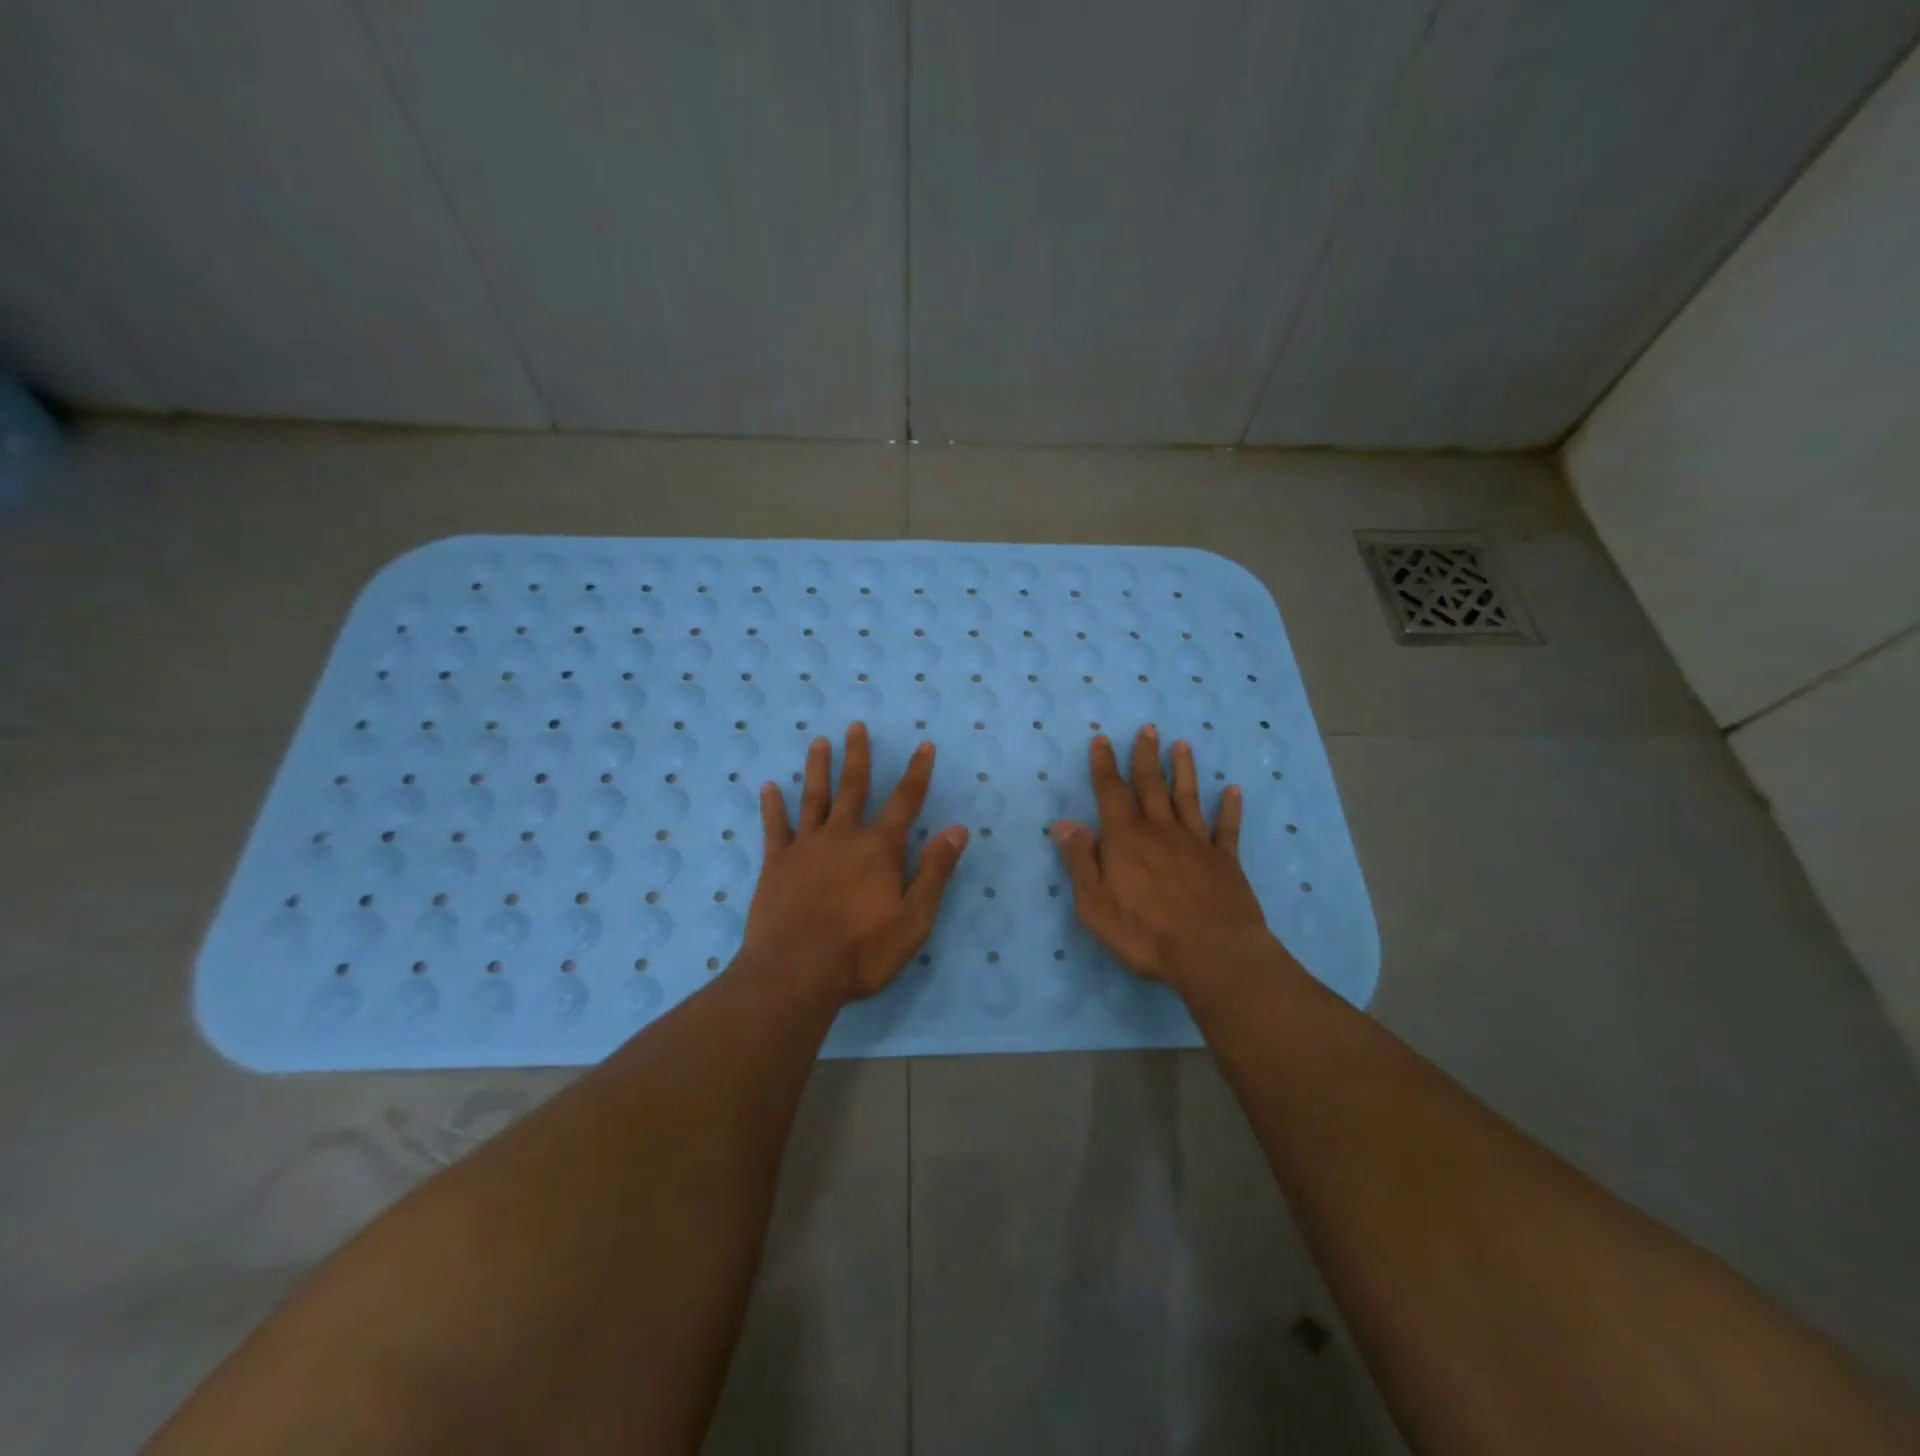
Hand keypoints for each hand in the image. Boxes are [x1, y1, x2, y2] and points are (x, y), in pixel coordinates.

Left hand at [740, 723, 968, 1004]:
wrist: (796, 973)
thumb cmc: (862, 952)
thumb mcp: (914, 919)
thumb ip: (935, 871)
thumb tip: (957, 829)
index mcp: (880, 849)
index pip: (905, 801)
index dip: (917, 772)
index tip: (924, 746)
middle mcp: (843, 836)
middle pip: (854, 788)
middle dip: (858, 756)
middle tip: (856, 726)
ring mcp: (806, 847)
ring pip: (814, 798)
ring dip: (817, 769)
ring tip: (819, 742)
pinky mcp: (776, 863)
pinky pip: (774, 827)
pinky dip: (772, 806)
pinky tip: (769, 787)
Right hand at [1049, 725, 1281, 995]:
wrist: (1212, 954)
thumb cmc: (1144, 932)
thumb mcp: (1093, 903)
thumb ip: (1079, 860)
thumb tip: (1063, 824)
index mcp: (1125, 838)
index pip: (1110, 792)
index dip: (1104, 765)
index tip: (1102, 739)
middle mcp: (1160, 830)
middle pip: (1151, 785)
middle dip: (1145, 755)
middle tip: (1148, 728)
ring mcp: (1196, 843)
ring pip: (1188, 797)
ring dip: (1184, 770)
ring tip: (1182, 745)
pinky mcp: (1225, 861)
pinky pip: (1227, 828)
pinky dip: (1230, 807)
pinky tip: (1233, 790)